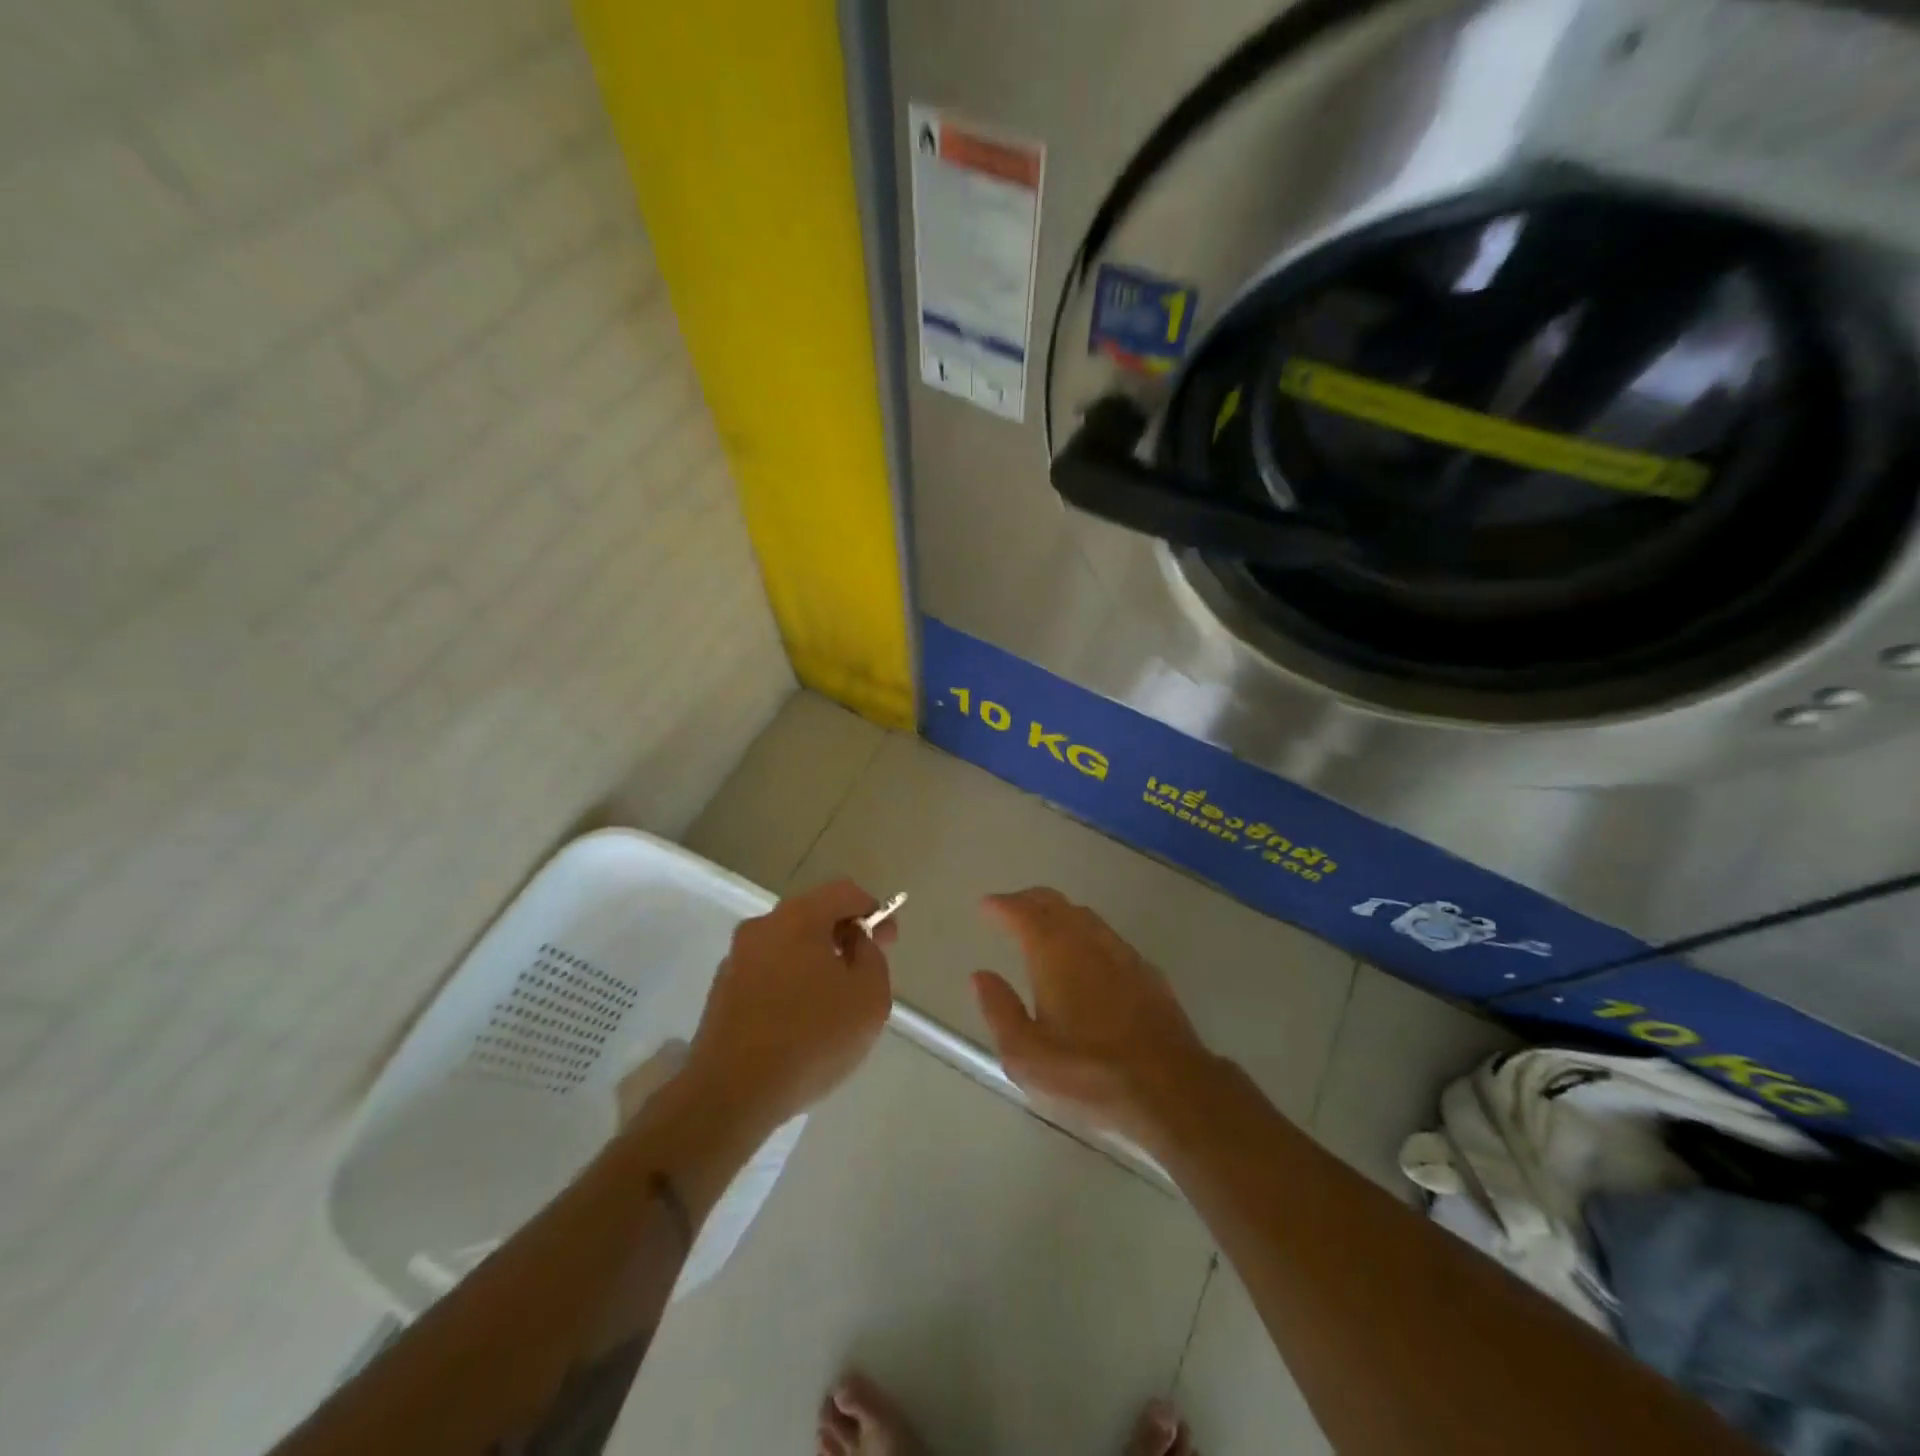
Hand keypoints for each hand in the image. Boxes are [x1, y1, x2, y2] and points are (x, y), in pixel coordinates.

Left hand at [684, 879, 896, 1131]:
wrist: (730, 1095)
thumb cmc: (810, 1039)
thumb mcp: (869, 997)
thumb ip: (872, 958)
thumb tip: (857, 943)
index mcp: (798, 918)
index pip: (844, 892)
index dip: (873, 910)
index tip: (887, 944)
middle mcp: (762, 927)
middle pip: (813, 915)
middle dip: (843, 936)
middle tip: (864, 972)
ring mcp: (736, 959)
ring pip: (788, 945)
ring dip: (815, 961)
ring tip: (833, 1003)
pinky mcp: (722, 991)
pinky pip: (768, 972)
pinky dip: (790, 984)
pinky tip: (800, 1022)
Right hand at [971, 888, 1217, 1148]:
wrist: (1169, 1088)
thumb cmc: (1087, 1074)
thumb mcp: (1026, 1055)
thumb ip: (999, 1010)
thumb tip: (981, 976)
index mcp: (1053, 953)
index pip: (1023, 913)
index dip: (1002, 905)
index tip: (987, 906)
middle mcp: (1088, 940)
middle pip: (1055, 903)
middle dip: (1029, 900)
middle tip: (1011, 907)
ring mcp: (1123, 953)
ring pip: (1085, 916)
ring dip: (1060, 913)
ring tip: (1045, 925)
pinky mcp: (1147, 972)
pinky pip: (1108, 937)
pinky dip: (1087, 933)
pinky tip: (1087, 955)